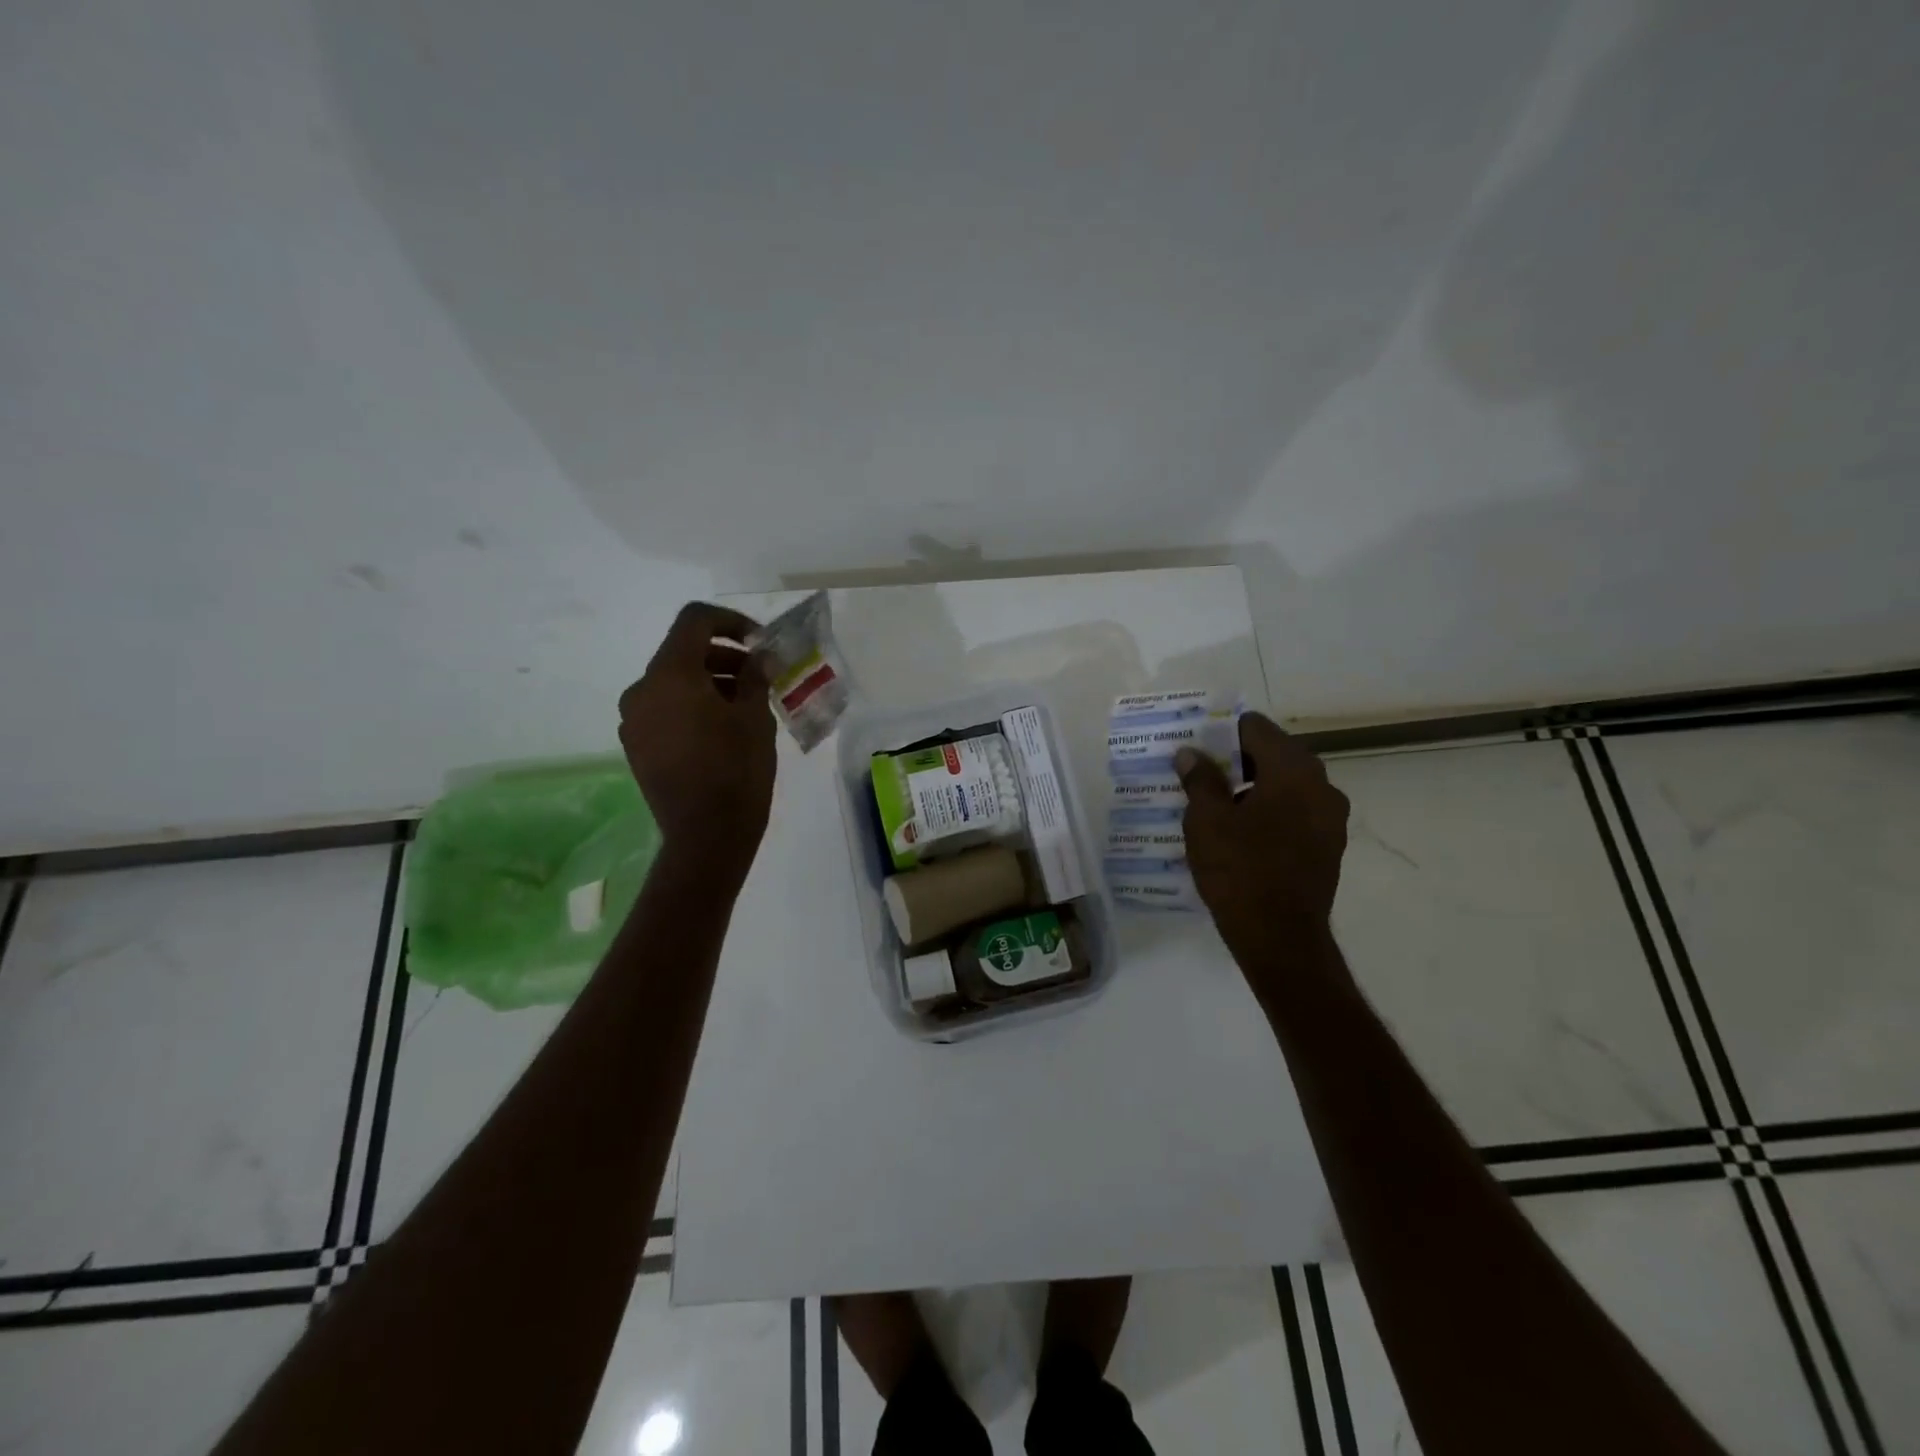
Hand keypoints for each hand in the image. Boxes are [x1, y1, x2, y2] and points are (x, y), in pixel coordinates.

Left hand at [619, 602, 777, 880]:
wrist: (706, 835)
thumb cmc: (737, 770)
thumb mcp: (756, 717)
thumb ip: (755, 676)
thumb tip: (758, 657)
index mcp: (670, 674)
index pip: (694, 621)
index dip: (730, 621)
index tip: (759, 642)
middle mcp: (642, 690)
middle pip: (682, 653)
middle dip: (724, 657)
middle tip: (759, 676)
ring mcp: (634, 720)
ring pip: (673, 683)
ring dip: (709, 682)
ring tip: (745, 706)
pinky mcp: (636, 746)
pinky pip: (665, 710)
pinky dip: (692, 706)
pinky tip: (721, 730)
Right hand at [1175, 712, 1350, 980]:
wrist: (1280, 937)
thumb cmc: (1239, 870)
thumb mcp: (1206, 820)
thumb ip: (1200, 779)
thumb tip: (1191, 753)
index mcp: (1293, 769)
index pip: (1254, 727)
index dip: (1221, 732)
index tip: (1195, 747)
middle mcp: (1321, 785)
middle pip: (1273, 754)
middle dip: (1235, 760)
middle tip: (1199, 774)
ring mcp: (1331, 817)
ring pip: (1285, 785)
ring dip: (1252, 787)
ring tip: (1215, 805)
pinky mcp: (1329, 846)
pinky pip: (1294, 812)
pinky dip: (1269, 812)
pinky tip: (1240, 832)